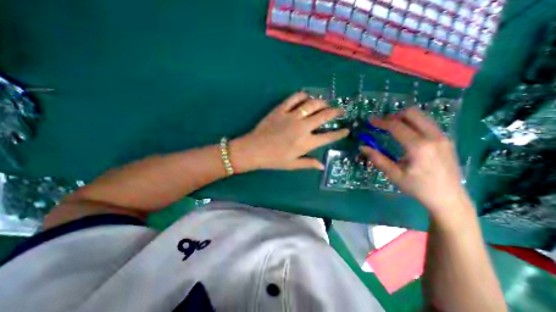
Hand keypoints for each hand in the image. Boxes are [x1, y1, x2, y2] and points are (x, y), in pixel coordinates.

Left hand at [229, 91, 345, 170]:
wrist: (254, 150)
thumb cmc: (273, 159)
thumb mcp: (292, 165)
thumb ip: (308, 163)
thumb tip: (322, 165)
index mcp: (306, 143)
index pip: (328, 137)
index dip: (339, 133)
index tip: (346, 129)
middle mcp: (302, 127)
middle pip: (323, 116)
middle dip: (335, 112)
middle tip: (340, 111)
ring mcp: (291, 116)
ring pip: (312, 104)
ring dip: (322, 102)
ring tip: (325, 104)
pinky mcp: (281, 109)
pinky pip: (294, 98)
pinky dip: (303, 95)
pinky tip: (307, 97)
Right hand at [361, 107, 467, 216]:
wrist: (449, 198)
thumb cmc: (418, 187)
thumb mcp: (394, 175)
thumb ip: (378, 158)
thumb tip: (363, 147)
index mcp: (418, 147)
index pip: (396, 126)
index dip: (381, 122)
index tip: (370, 121)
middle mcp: (433, 137)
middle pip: (412, 114)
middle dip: (394, 116)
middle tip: (383, 124)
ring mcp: (442, 137)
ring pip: (422, 116)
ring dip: (404, 118)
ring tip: (393, 127)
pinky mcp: (446, 140)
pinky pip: (428, 123)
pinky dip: (414, 123)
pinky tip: (407, 134)